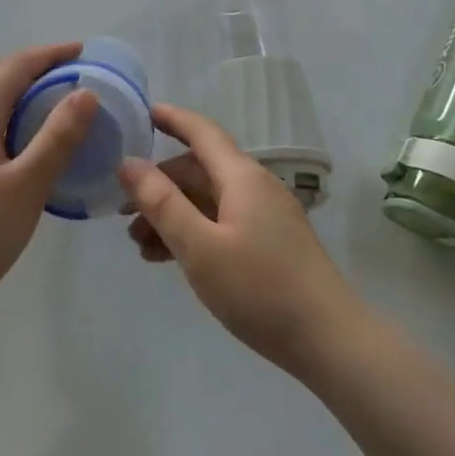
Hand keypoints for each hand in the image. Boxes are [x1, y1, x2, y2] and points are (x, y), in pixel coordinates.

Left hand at [0, 43, 97, 323]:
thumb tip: (86, 93)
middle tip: (70, 73)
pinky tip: (20, 139)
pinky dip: (5, 113)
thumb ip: (57, 138)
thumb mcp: (27, 185)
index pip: (14, 67)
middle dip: (32, 66)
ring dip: (16, 89)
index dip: (49, 55)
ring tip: (50, 101)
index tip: (82, 51)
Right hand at [118, 104, 364, 377]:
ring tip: (140, 246)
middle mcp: (254, 187)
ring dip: (173, 215)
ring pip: (208, 201)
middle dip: (159, 185)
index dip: (170, 118)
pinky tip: (170, 260)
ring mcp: (265, 216)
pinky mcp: (270, 244)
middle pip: (199, 170)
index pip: (201, 131)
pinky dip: (194, 233)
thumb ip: (162, 203)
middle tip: (123, 212)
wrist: (331, 342)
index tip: (139, 113)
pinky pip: (222, 223)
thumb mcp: (200, 248)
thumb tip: (128, 163)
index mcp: (241, 176)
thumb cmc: (260, 289)